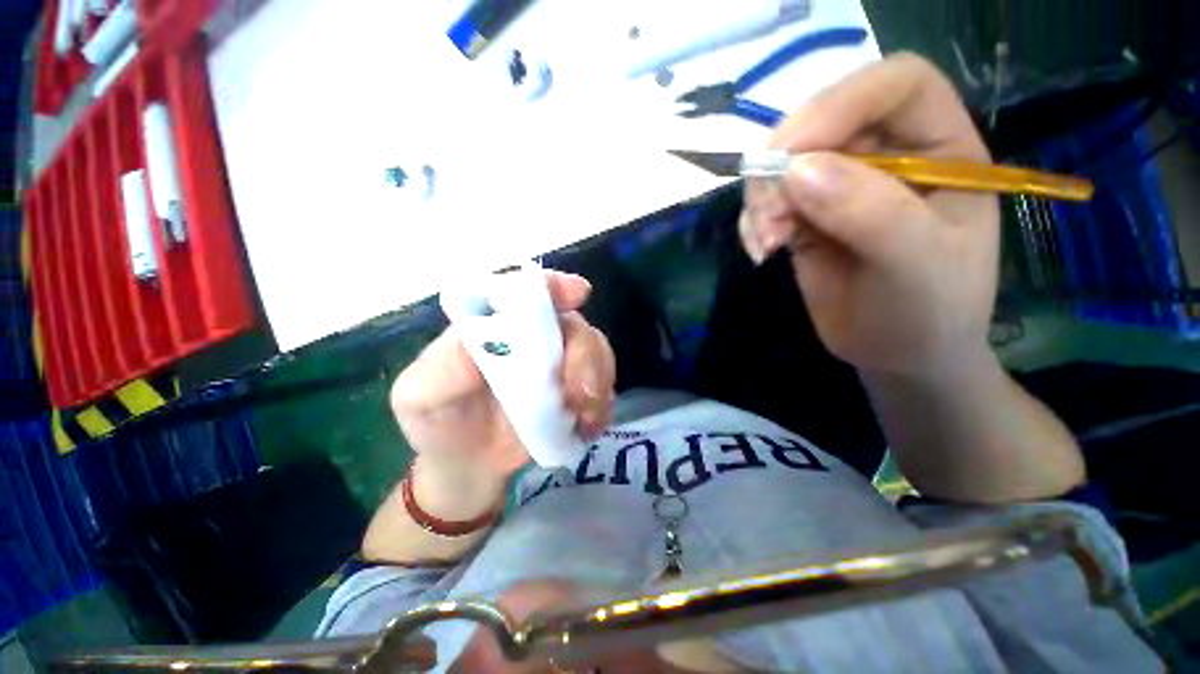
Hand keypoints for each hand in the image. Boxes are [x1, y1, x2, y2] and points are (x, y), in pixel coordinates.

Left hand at [390, 271, 615, 480]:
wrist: (467, 466)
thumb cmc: (439, 424)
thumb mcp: (421, 398)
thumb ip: (443, 369)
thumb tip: (487, 343)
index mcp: (495, 326)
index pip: (526, 292)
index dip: (554, 287)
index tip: (579, 293)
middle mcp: (533, 337)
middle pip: (573, 324)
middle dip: (585, 354)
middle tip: (579, 393)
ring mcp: (559, 364)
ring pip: (596, 351)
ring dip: (598, 380)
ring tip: (584, 416)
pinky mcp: (576, 391)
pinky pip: (604, 385)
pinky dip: (604, 403)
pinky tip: (589, 425)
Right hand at [741, 54, 999, 376]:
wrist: (898, 354)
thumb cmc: (929, 312)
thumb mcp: (916, 265)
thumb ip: (869, 212)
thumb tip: (796, 170)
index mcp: (939, 147)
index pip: (894, 85)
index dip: (841, 103)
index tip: (792, 155)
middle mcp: (887, 156)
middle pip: (822, 123)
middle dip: (783, 166)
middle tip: (767, 217)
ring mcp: (840, 187)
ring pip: (784, 165)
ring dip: (761, 201)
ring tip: (765, 243)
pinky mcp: (805, 217)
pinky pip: (767, 202)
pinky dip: (753, 222)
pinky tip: (760, 250)